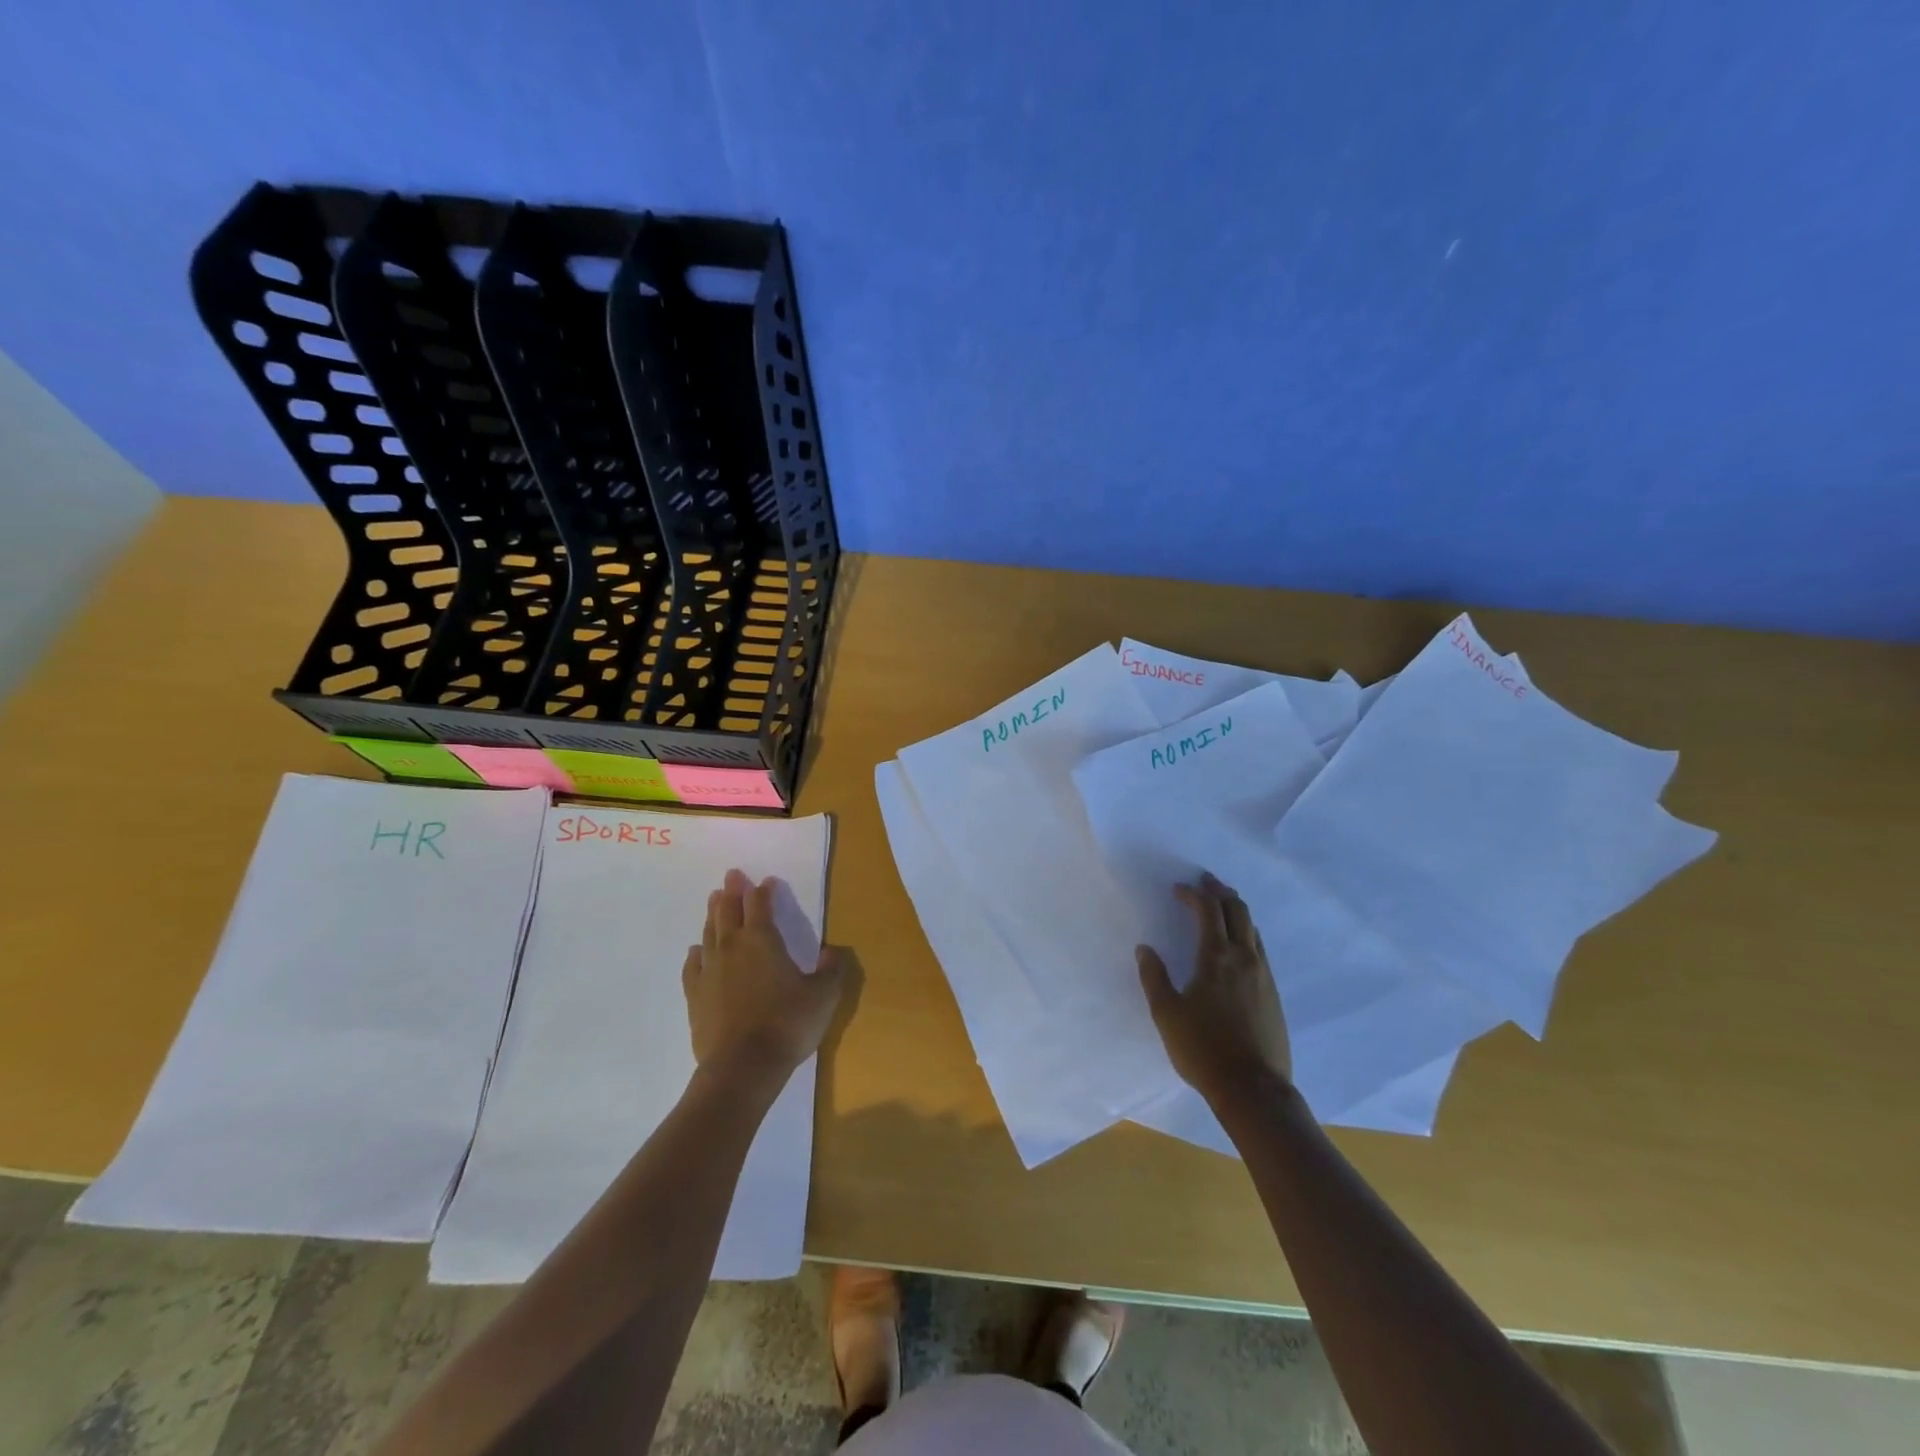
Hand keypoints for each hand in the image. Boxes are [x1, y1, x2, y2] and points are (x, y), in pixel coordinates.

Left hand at [683, 869, 847, 1082]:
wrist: (742, 1067)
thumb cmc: (787, 1024)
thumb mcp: (823, 996)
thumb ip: (831, 970)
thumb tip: (832, 951)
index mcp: (762, 940)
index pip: (760, 905)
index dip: (763, 891)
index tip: (766, 881)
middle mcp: (732, 947)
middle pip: (729, 911)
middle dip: (732, 892)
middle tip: (731, 876)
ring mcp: (710, 971)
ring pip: (710, 933)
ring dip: (713, 914)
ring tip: (714, 900)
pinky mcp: (695, 996)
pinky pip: (693, 966)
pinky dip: (696, 953)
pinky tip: (697, 950)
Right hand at [1136, 872, 1292, 1104]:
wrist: (1253, 1089)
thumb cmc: (1203, 1049)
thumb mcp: (1166, 1014)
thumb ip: (1154, 977)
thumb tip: (1145, 949)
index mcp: (1217, 958)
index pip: (1207, 911)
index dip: (1193, 894)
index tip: (1178, 889)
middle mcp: (1245, 958)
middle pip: (1238, 911)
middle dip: (1220, 892)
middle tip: (1205, 882)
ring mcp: (1263, 976)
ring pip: (1253, 929)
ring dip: (1236, 911)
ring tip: (1221, 906)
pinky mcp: (1273, 994)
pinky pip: (1260, 949)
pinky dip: (1246, 933)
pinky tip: (1237, 946)